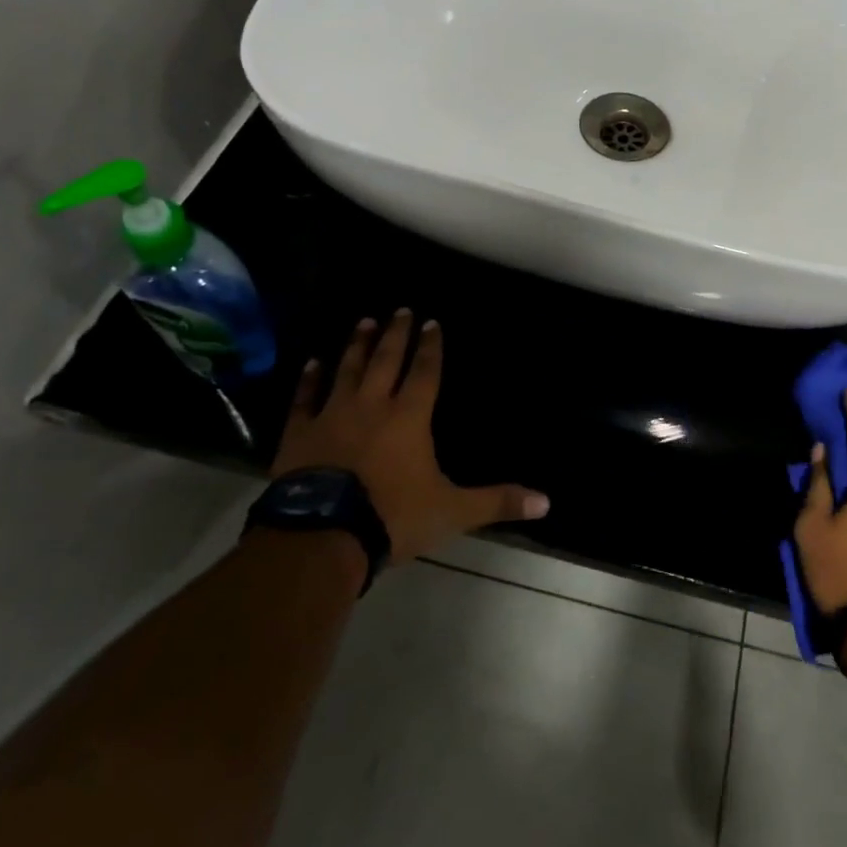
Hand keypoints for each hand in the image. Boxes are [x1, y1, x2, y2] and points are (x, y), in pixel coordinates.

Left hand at [270, 310, 549, 562]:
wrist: (323, 536)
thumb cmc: (393, 516)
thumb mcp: (453, 511)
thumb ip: (497, 502)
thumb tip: (546, 502)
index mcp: (410, 418)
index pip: (425, 373)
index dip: (431, 348)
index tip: (432, 322)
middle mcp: (372, 406)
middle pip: (387, 361)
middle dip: (396, 334)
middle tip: (400, 310)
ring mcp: (332, 416)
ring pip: (348, 370)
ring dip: (358, 346)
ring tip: (365, 322)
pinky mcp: (299, 434)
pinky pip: (305, 399)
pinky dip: (310, 380)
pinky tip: (313, 363)